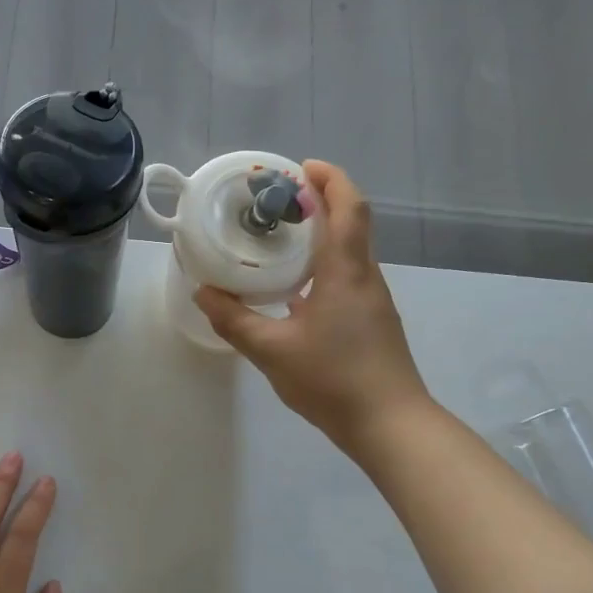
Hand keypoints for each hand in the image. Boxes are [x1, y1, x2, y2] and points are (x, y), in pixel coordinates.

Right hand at [195, 160, 431, 453]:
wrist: (389, 424)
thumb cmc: (332, 379)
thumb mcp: (271, 350)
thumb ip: (234, 320)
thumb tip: (203, 293)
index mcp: (345, 272)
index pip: (348, 208)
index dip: (329, 179)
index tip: (300, 168)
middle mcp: (365, 277)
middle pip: (352, 222)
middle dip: (322, 200)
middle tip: (280, 199)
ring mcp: (372, 300)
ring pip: (351, 250)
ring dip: (323, 233)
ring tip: (281, 238)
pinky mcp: (372, 321)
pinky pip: (348, 276)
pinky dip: (324, 264)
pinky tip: (294, 289)